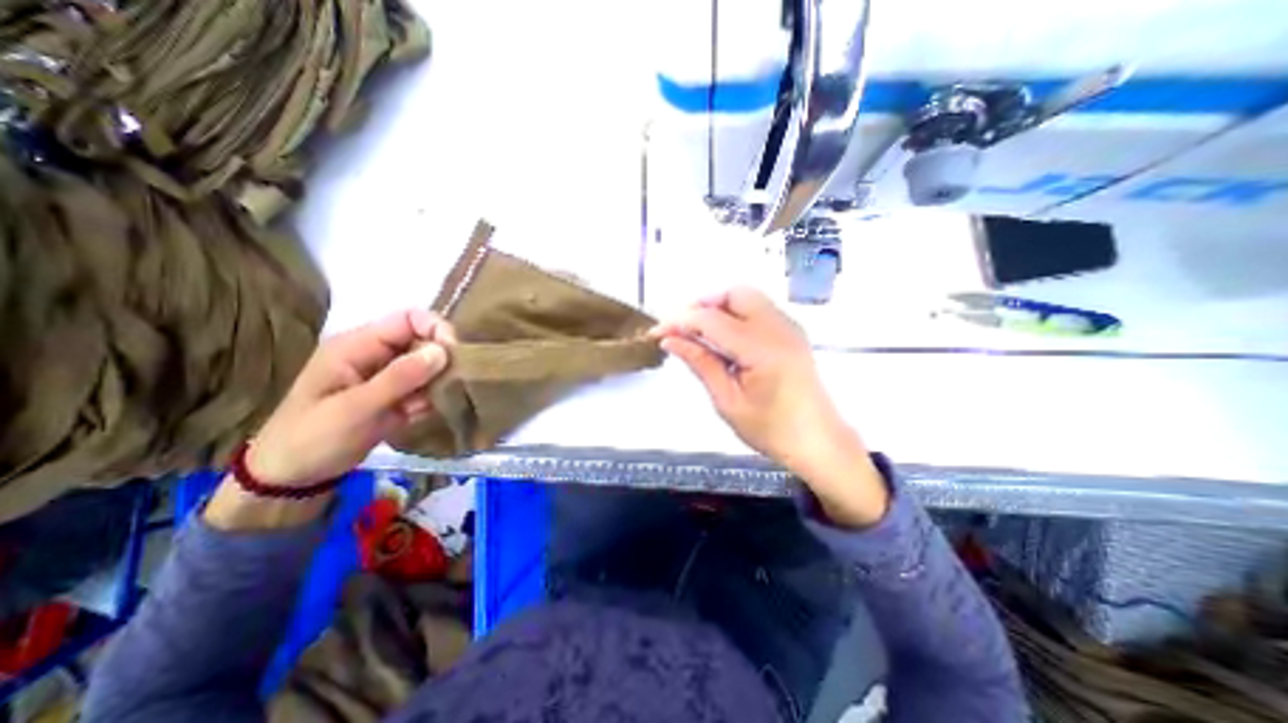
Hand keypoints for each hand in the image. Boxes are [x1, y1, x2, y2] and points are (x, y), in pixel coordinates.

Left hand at [248, 308, 453, 488]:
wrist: (294, 478)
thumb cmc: (312, 438)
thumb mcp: (354, 408)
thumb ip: (400, 378)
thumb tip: (442, 351)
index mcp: (358, 345)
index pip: (409, 319)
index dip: (435, 329)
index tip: (452, 356)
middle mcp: (377, 354)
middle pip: (425, 341)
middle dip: (439, 363)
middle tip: (438, 389)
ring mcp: (388, 375)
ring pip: (431, 366)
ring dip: (434, 386)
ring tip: (415, 408)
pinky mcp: (398, 394)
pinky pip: (428, 387)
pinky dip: (429, 400)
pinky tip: (411, 417)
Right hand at [655, 285, 887, 528]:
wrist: (819, 442)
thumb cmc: (772, 431)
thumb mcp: (728, 402)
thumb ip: (700, 363)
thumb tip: (671, 340)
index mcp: (762, 349)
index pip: (711, 319)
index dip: (679, 321)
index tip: (657, 332)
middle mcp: (779, 328)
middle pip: (733, 294)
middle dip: (702, 304)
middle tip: (682, 329)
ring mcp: (789, 327)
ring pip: (747, 296)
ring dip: (719, 307)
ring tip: (699, 333)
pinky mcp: (792, 332)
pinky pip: (758, 308)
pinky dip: (735, 314)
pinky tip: (724, 338)